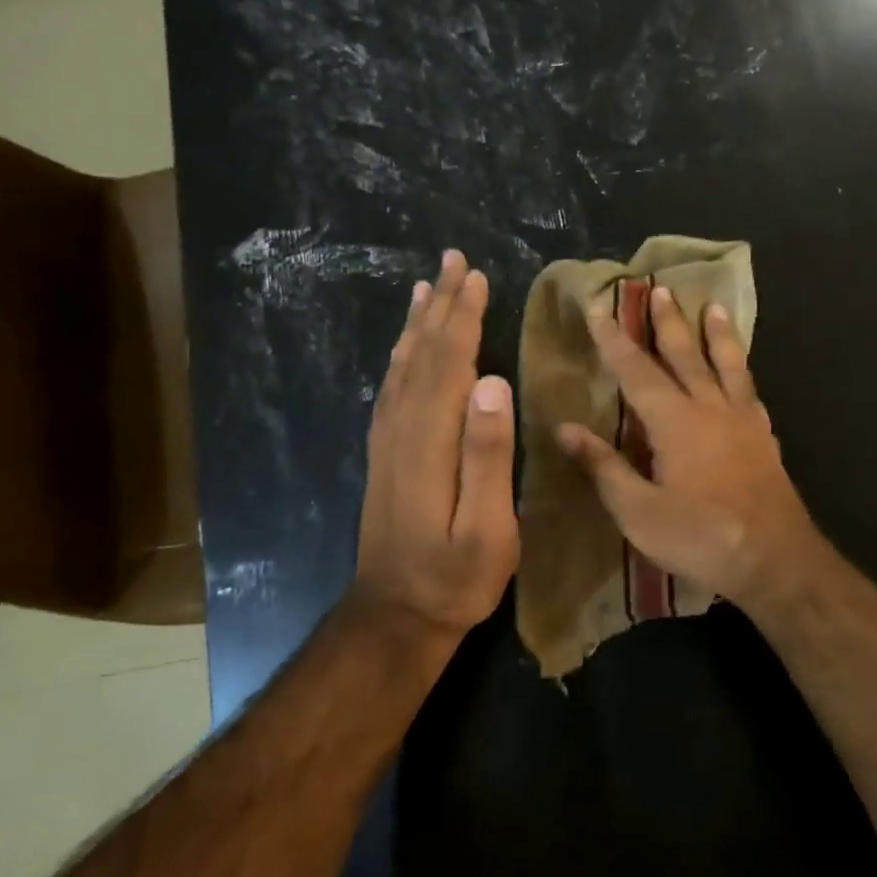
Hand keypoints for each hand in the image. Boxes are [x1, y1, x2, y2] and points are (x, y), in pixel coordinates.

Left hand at [352, 249, 519, 647]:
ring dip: (417, 325)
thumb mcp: (486, 529)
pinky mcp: (384, 457)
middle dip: (440, 306)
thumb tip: (492, 381)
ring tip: (426, 287)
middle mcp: (401, 431)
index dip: (463, 319)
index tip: (476, 277)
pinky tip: (406, 349)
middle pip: (421, 356)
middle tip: (453, 261)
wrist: (396, 616)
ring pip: (402, 368)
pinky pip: (391, 391)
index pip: (448, 365)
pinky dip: (401, 358)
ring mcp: (387, 444)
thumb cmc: (454, 578)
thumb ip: (487, 456)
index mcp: (430, 442)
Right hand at [557, 285, 820, 609]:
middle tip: (659, 289)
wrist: (775, 559)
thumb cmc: (699, 536)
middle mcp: (710, 409)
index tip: (598, 309)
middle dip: (668, 323)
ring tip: (714, 306)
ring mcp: (743, 422)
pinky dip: (743, 374)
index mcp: (675, 422)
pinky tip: (743, 373)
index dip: (614, 341)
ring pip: (728, 365)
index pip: (637, 371)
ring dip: (717, 335)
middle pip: (686, 355)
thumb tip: (566, 429)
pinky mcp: (764, 440)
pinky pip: (751, 393)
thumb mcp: (638, 511)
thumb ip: (604, 467)